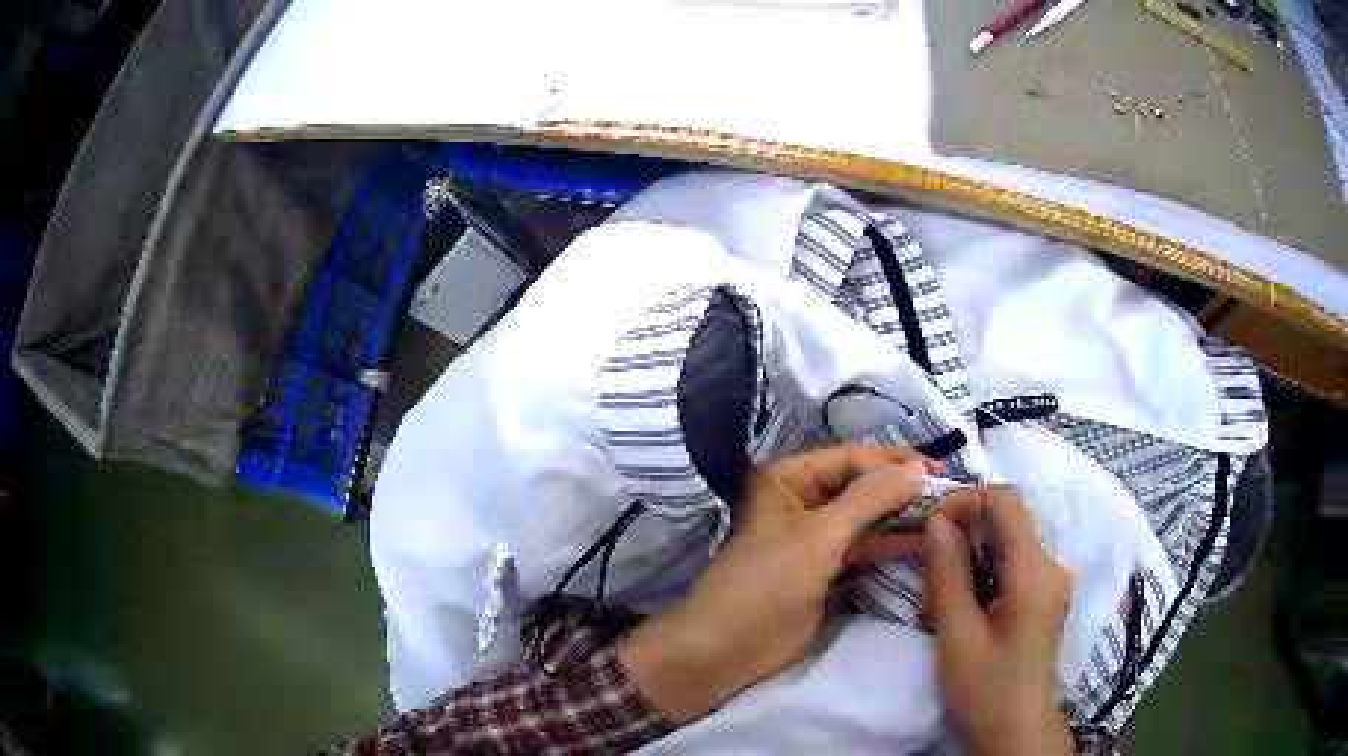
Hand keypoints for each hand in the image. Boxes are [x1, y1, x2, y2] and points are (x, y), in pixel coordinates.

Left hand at [618, 444, 935, 724]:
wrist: (726, 649)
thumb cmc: (767, 583)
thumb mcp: (820, 536)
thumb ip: (870, 498)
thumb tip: (918, 469)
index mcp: (786, 478)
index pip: (850, 458)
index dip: (895, 461)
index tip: (941, 469)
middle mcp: (799, 500)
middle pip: (859, 486)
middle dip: (901, 490)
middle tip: (949, 493)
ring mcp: (812, 537)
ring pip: (864, 519)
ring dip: (900, 518)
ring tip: (945, 517)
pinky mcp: (822, 569)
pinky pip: (861, 548)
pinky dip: (889, 546)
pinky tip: (924, 544)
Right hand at [925, 486, 1073, 755]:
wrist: (1016, 732)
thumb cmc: (986, 689)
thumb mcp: (957, 633)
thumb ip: (948, 571)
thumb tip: (937, 519)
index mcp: (1035, 570)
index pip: (1006, 499)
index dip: (966, 500)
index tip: (931, 528)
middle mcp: (1050, 565)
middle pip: (1003, 525)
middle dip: (960, 544)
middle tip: (928, 591)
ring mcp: (1049, 582)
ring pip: (1002, 548)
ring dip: (965, 568)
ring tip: (937, 612)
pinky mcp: (1043, 598)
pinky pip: (1009, 570)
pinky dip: (979, 582)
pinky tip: (958, 617)